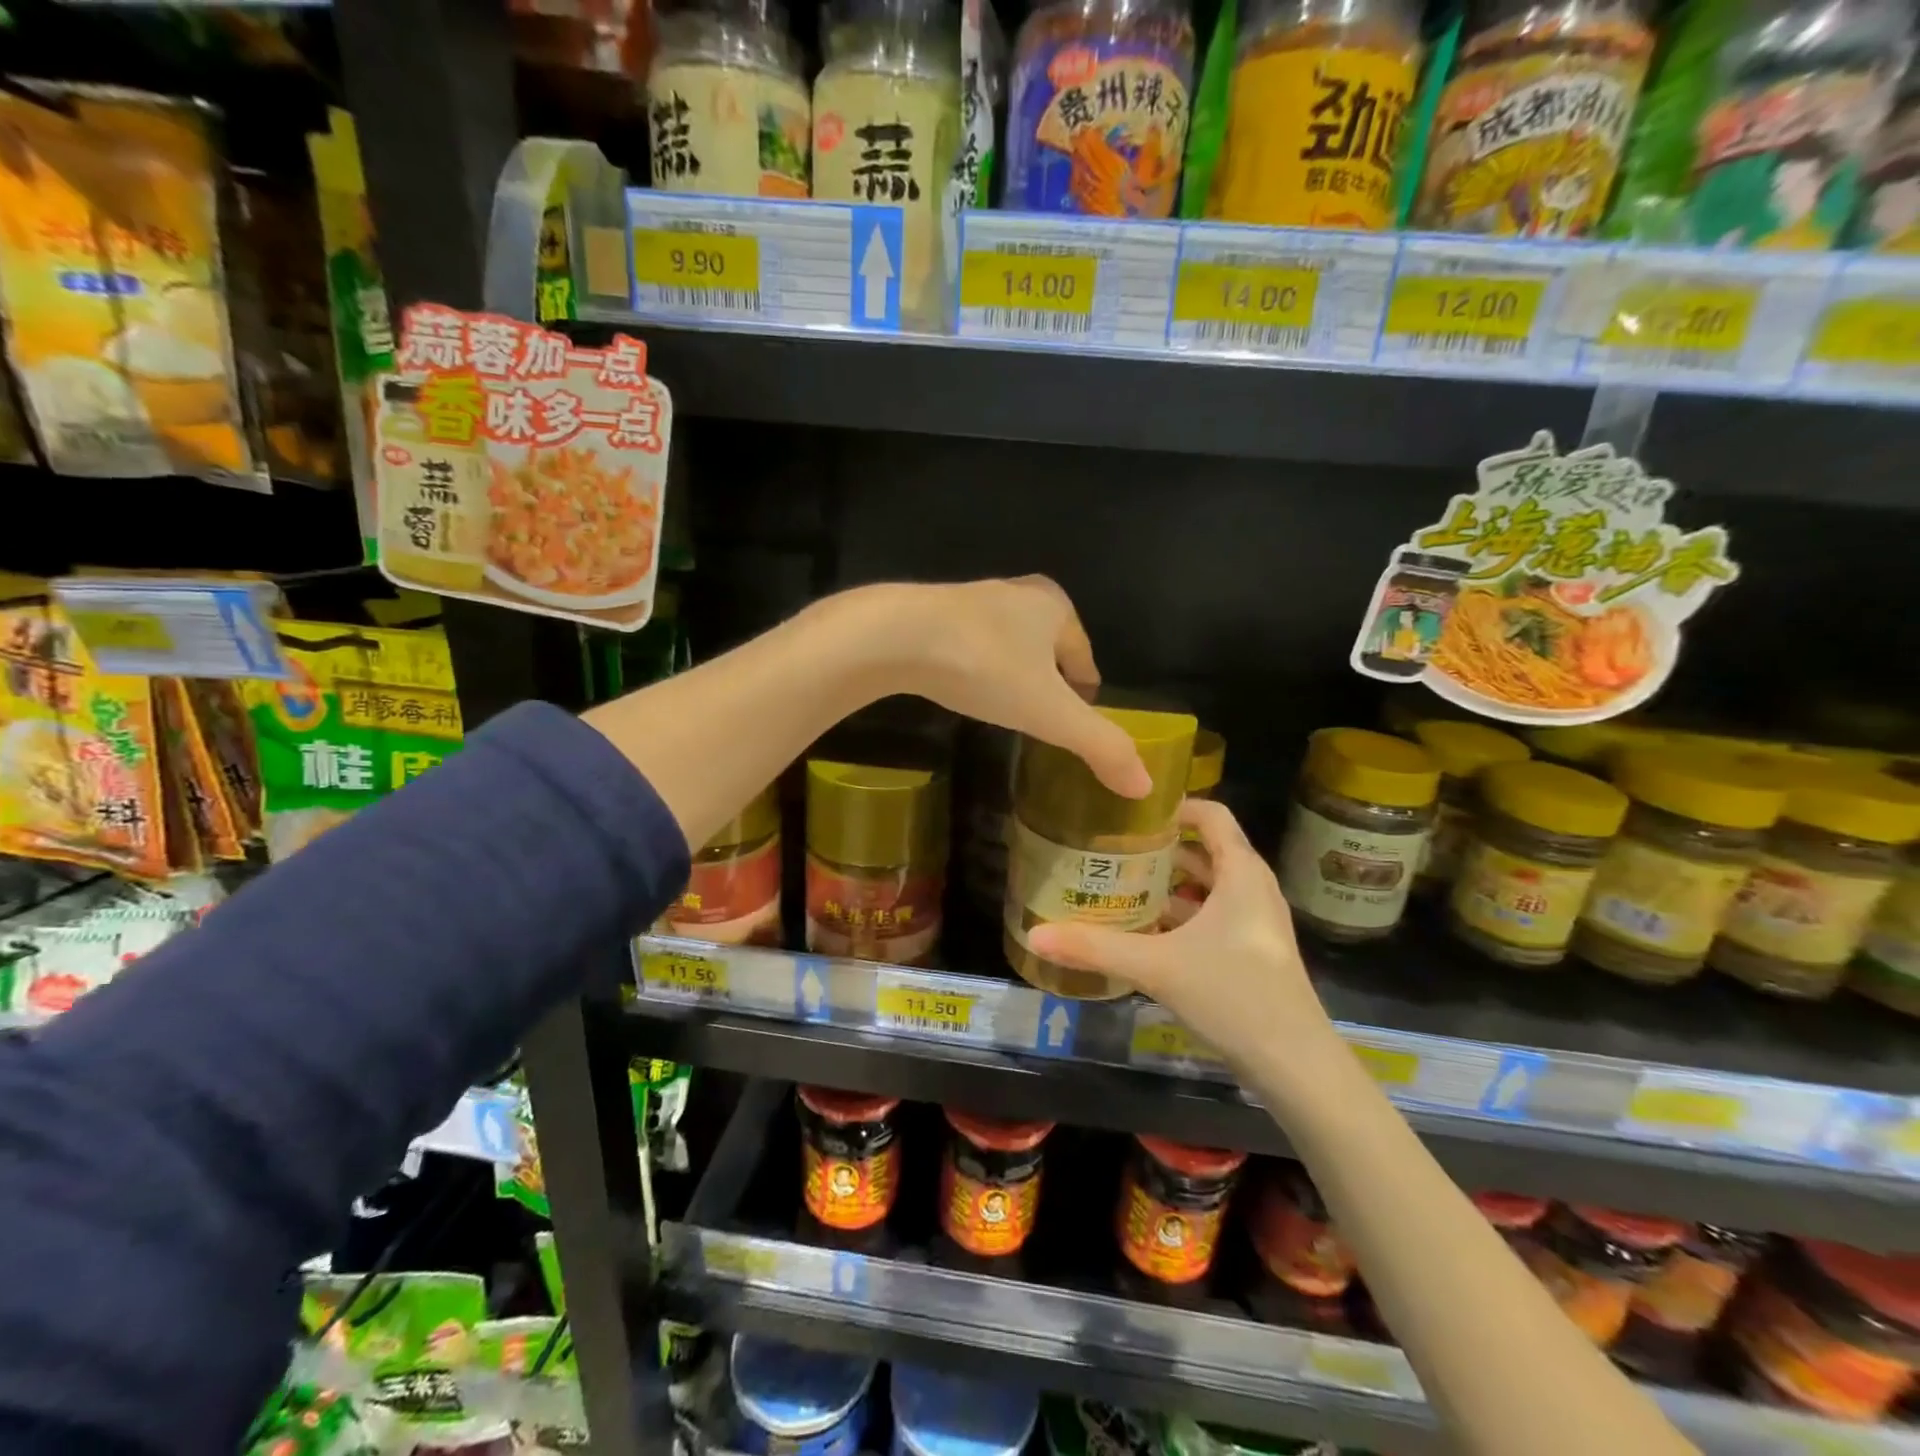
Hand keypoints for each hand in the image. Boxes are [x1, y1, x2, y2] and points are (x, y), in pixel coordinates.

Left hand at [867, 577, 1150, 798]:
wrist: (897, 636)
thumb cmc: (986, 667)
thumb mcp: (1049, 713)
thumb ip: (1098, 746)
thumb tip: (1145, 786)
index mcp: (1055, 607)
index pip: (1084, 656)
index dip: (1085, 691)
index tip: (1078, 721)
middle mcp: (1017, 594)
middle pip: (1047, 647)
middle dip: (1048, 681)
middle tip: (1042, 720)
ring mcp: (972, 600)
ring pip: (1007, 645)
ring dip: (1010, 673)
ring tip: (1004, 709)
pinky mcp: (932, 614)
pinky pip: (970, 646)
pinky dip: (974, 668)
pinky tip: (963, 688)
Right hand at [1028, 799, 1335, 1073]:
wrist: (1295, 1066)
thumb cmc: (1234, 996)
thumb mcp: (1157, 966)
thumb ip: (1095, 948)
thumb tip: (1034, 935)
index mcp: (1242, 872)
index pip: (1211, 814)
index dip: (1173, 806)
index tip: (1129, 811)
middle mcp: (1253, 888)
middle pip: (1204, 849)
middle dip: (1159, 847)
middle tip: (1110, 846)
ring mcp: (1255, 922)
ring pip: (1207, 886)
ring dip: (1168, 883)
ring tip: (1120, 883)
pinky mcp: (1251, 951)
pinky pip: (1211, 916)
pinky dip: (1180, 914)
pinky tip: (1143, 931)